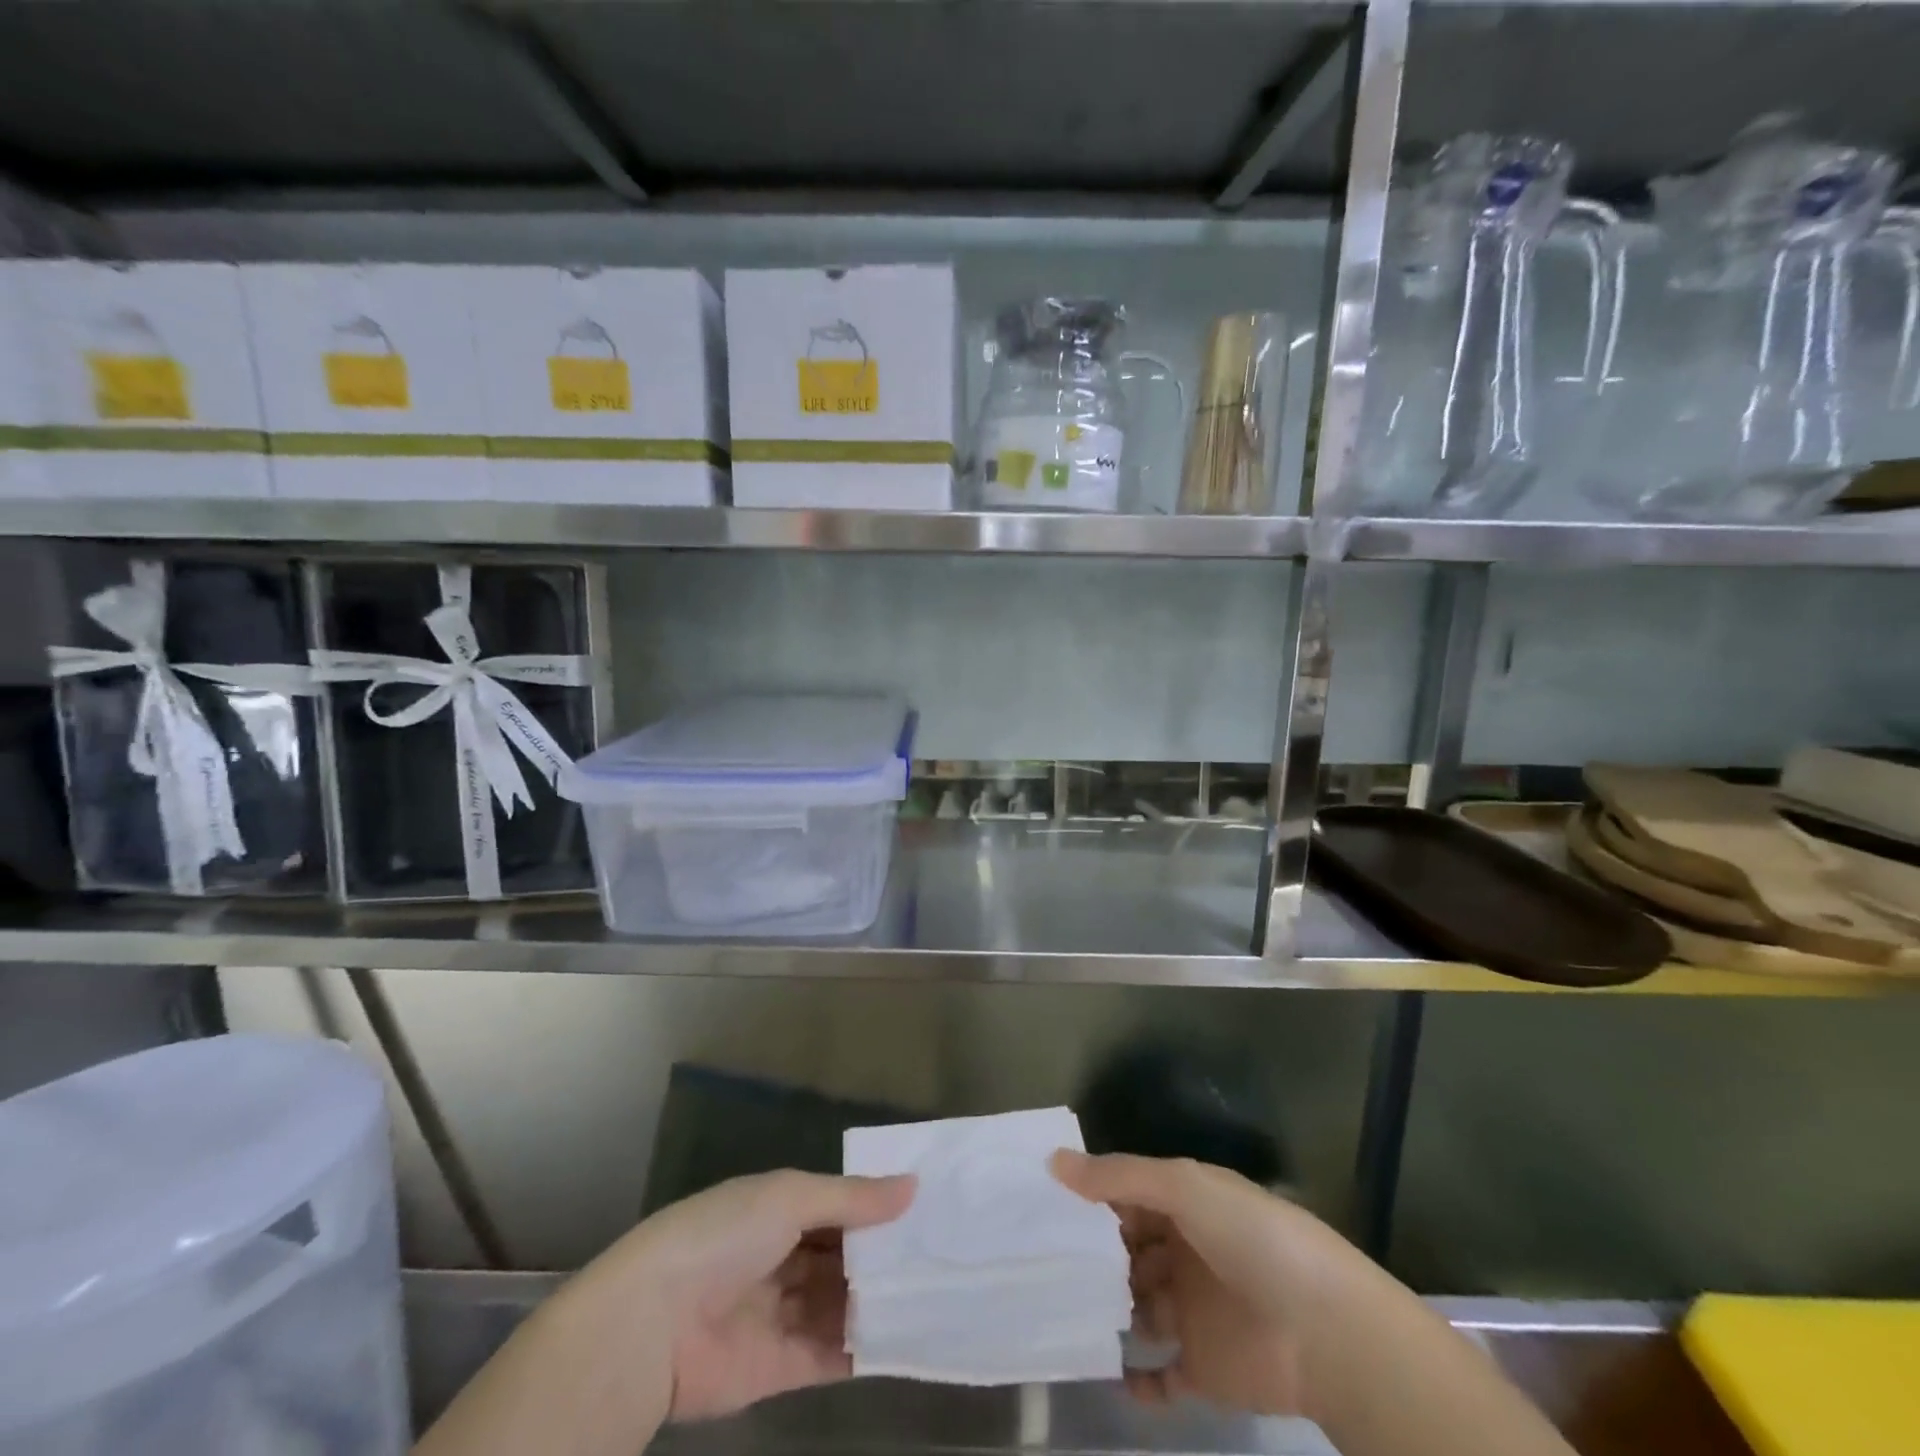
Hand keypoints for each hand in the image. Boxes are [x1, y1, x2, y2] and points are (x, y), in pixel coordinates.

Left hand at [599, 1170, 915, 1421]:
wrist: (650, 1327)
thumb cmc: (723, 1237)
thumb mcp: (790, 1198)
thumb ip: (852, 1199)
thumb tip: (913, 1187)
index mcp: (776, 1210)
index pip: (837, 1207)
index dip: (876, 1208)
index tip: (927, 1209)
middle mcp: (780, 1258)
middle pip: (842, 1257)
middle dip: (883, 1256)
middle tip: (942, 1254)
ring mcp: (780, 1314)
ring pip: (841, 1304)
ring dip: (880, 1301)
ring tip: (937, 1295)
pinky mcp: (780, 1368)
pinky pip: (831, 1354)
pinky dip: (865, 1347)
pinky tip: (908, 1338)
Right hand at [1052, 1151, 1341, 1416]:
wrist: (1326, 1331)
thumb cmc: (1250, 1239)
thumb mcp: (1183, 1187)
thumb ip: (1118, 1177)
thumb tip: (1053, 1162)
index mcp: (1187, 1205)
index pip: (1129, 1197)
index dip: (1091, 1199)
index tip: (1043, 1204)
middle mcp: (1186, 1253)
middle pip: (1129, 1251)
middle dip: (1092, 1255)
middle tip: (1037, 1261)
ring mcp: (1194, 1312)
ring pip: (1137, 1307)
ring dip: (1106, 1310)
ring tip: (1056, 1311)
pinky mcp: (1203, 1368)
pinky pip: (1161, 1375)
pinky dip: (1136, 1378)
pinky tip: (1106, 1372)